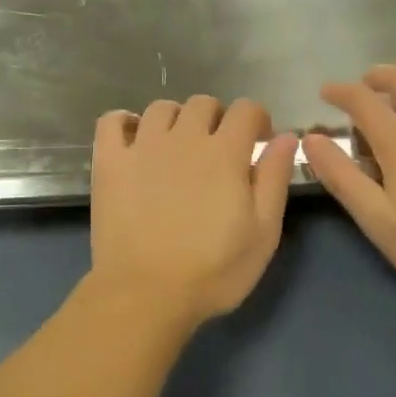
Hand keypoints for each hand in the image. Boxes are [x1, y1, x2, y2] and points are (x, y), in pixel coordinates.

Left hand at [89, 96, 298, 328]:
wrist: (146, 293)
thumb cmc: (213, 271)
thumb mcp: (263, 234)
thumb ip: (274, 179)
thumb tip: (285, 137)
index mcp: (224, 153)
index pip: (245, 109)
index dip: (255, 119)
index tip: (256, 141)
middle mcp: (183, 138)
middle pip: (202, 103)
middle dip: (216, 119)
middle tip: (216, 150)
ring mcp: (142, 146)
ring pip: (161, 108)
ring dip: (175, 120)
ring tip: (176, 147)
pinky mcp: (109, 161)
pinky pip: (112, 121)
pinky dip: (123, 122)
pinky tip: (132, 139)